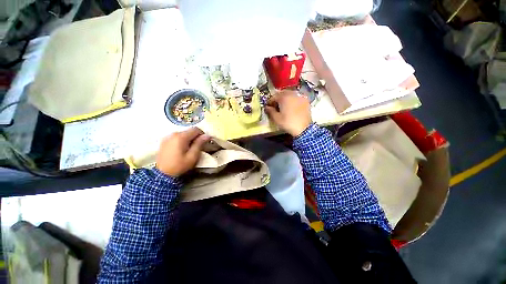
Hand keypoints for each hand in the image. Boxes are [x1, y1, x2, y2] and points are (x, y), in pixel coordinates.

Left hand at [156, 127, 210, 176]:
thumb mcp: (192, 156)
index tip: (204, 142)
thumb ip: (199, 144)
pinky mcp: (164, 141)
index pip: (195, 129)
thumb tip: (207, 136)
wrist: (162, 174)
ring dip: (189, 139)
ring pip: (183, 134)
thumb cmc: (179, 165)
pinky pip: (177, 137)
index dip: (202, 134)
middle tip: (197, 147)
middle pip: (189, 131)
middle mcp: (173, 134)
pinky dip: (182, 141)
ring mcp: (168, 137)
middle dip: (195, 137)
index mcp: (181, 137)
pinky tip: (182, 149)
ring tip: (189, 149)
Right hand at [265, 90, 311, 136]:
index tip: (268, 107)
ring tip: (283, 106)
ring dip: (285, 98)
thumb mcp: (276, 119)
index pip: (274, 96)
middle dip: (277, 98)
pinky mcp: (305, 100)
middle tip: (275, 106)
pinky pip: (296, 97)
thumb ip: (270, 111)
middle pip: (282, 93)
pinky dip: (292, 99)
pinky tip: (291, 106)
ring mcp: (300, 96)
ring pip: (290, 94)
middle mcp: (292, 94)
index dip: (269, 102)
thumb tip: (266, 107)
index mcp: (284, 97)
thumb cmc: (288, 123)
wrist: (304, 128)